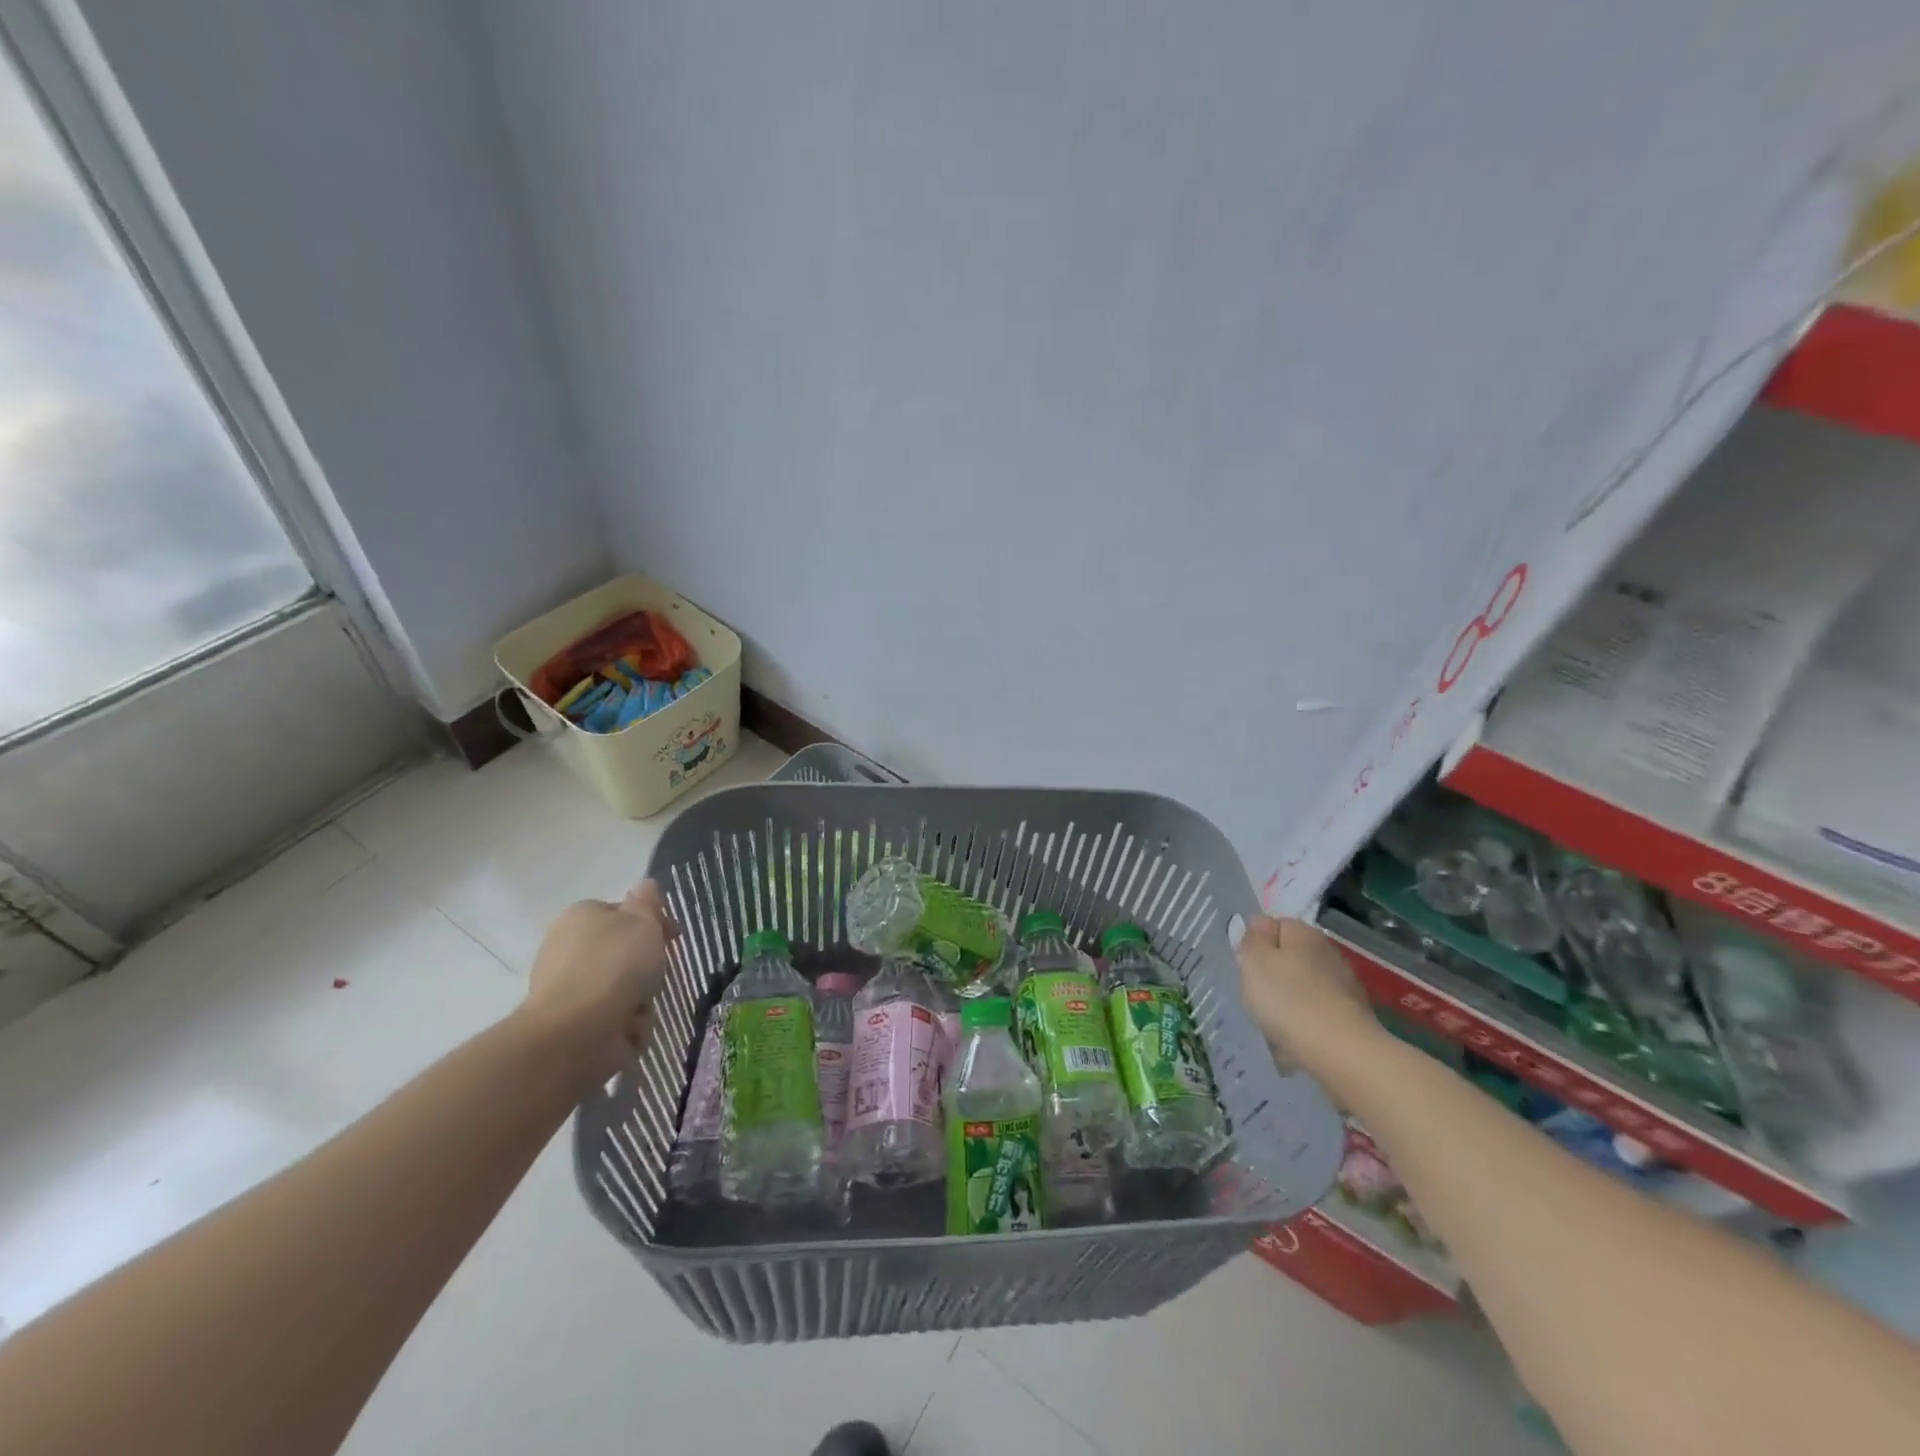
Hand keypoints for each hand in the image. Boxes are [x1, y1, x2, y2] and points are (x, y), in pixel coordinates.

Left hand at [521, 880, 675, 1081]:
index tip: (672, 936)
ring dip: (638, 997)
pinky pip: (611, 1017)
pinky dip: (626, 1023)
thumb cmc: (614, 965)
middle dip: (643, 964)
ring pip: (619, 986)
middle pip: (621, 951)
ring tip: (643, 1005)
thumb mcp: (643, 921)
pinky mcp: (570, 1024)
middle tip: (659, 972)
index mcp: (580, 916)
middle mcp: (566, 948)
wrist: (577, 1032)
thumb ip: (647, 902)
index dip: (650, 921)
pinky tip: (630, 1027)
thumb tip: (645, 885)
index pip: (621, 912)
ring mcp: (566, 988)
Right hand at [1236, 915, 1380, 1077]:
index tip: (1248, 967)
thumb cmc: (1288, 999)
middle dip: (1273, 973)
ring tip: (1277, 1022)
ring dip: (1289, 998)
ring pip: (1303, 985)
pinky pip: (1317, 1010)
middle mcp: (1328, 951)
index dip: (1256, 944)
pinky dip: (1306, 1020)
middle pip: (1289, 956)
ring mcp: (1344, 983)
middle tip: (1258, 995)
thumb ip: (1252, 938)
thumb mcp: (1253, 961)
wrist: (1341, 1051)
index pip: (1273, 925)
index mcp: (1304, 932)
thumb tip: (1260, 925)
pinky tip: (1297, 1037)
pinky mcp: (1353, 1014)